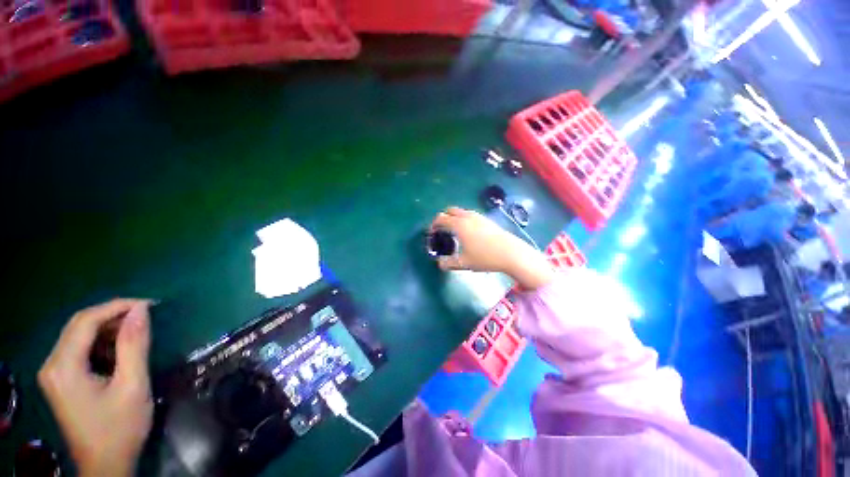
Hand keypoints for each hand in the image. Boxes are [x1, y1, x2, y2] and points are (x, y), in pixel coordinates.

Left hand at [38, 299, 153, 476]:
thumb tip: (141, 310)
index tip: (150, 305)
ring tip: (137, 334)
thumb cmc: (119, 428)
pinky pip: (80, 349)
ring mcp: (54, 373)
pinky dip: (102, 343)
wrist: (106, 465)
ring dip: (109, 330)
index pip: (86, 321)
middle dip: (113, 316)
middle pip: (79, 325)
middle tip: (146, 317)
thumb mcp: (132, 386)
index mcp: (63, 367)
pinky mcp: (61, 380)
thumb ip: (134, 346)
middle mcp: (52, 365)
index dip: (117, 306)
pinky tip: (120, 352)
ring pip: (79, 336)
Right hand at [431, 207, 554, 289]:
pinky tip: (468, 232)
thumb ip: (448, 263)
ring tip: (454, 231)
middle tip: (441, 230)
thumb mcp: (464, 263)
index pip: (441, 218)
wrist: (511, 253)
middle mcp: (467, 217)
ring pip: (461, 211)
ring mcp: (478, 216)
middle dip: (443, 218)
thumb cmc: (485, 257)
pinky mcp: (487, 219)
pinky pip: (470, 214)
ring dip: (454, 217)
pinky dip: (463, 219)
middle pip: (450, 210)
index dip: (433, 225)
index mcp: (459, 225)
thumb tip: (439, 264)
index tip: (432, 233)